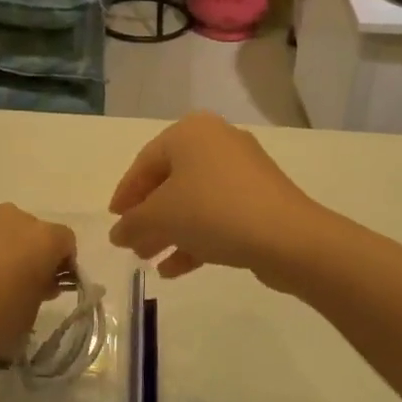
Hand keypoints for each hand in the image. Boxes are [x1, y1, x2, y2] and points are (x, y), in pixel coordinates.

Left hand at [0, 206, 76, 372]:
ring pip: (4, 234)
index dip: (65, 265)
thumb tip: (39, 281)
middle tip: (22, 291)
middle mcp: (13, 218)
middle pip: (34, 234)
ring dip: (5, 253)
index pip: (67, 242)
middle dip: (34, 257)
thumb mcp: (26, 317)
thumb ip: (41, 294)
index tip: (51, 290)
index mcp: (41, 237)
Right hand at [108, 113, 324, 284]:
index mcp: (191, 133)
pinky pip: (217, 215)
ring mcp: (242, 171)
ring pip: (194, 201)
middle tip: (131, 244)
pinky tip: (175, 269)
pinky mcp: (260, 199)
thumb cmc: (214, 211)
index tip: (114, 221)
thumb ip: (132, 223)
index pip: (145, 162)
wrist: (287, 237)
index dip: (125, 194)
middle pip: (170, 181)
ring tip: (148, 260)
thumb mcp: (161, 216)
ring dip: (169, 231)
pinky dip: (195, 237)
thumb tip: (118, 233)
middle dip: (148, 217)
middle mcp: (217, 142)